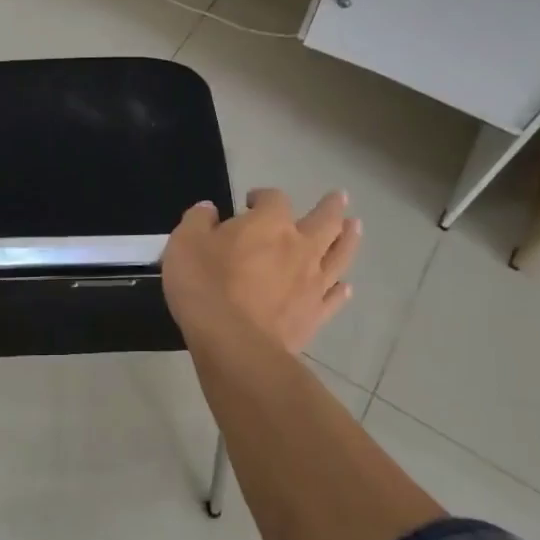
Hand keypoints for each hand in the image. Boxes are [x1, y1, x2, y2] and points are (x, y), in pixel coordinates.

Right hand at [161, 189, 360, 354]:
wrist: (233, 343)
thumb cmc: (205, 285)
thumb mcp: (185, 242)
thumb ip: (198, 220)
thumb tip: (209, 209)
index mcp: (269, 223)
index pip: (274, 199)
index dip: (263, 196)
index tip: (250, 202)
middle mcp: (299, 247)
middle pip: (324, 220)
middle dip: (331, 207)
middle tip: (339, 198)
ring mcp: (312, 282)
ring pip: (339, 255)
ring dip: (349, 238)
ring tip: (354, 227)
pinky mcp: (315, 314)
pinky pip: (333, 298)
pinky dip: (340, 289)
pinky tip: (344, 286)